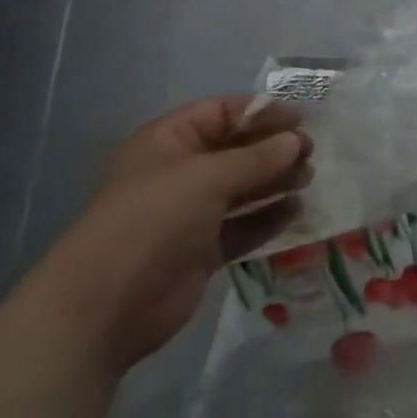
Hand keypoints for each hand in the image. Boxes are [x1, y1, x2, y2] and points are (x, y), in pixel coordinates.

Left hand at [34, 97, 312, 375]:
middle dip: (274, 149)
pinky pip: (243, 225)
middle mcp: (180, 173)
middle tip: (311, 153)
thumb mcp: (208, 177)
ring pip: (243, 188)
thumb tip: (296, 141)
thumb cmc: (153, 219)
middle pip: (236, 150)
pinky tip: (296, 211)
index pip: (221, 113)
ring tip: (309, 180)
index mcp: (169, 142)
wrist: (106, 305)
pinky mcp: (203, 250)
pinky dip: (269, 217)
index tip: (301, 120)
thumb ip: (257, 157)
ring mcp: (191, 213)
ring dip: (276, 182)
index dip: (261, 112)